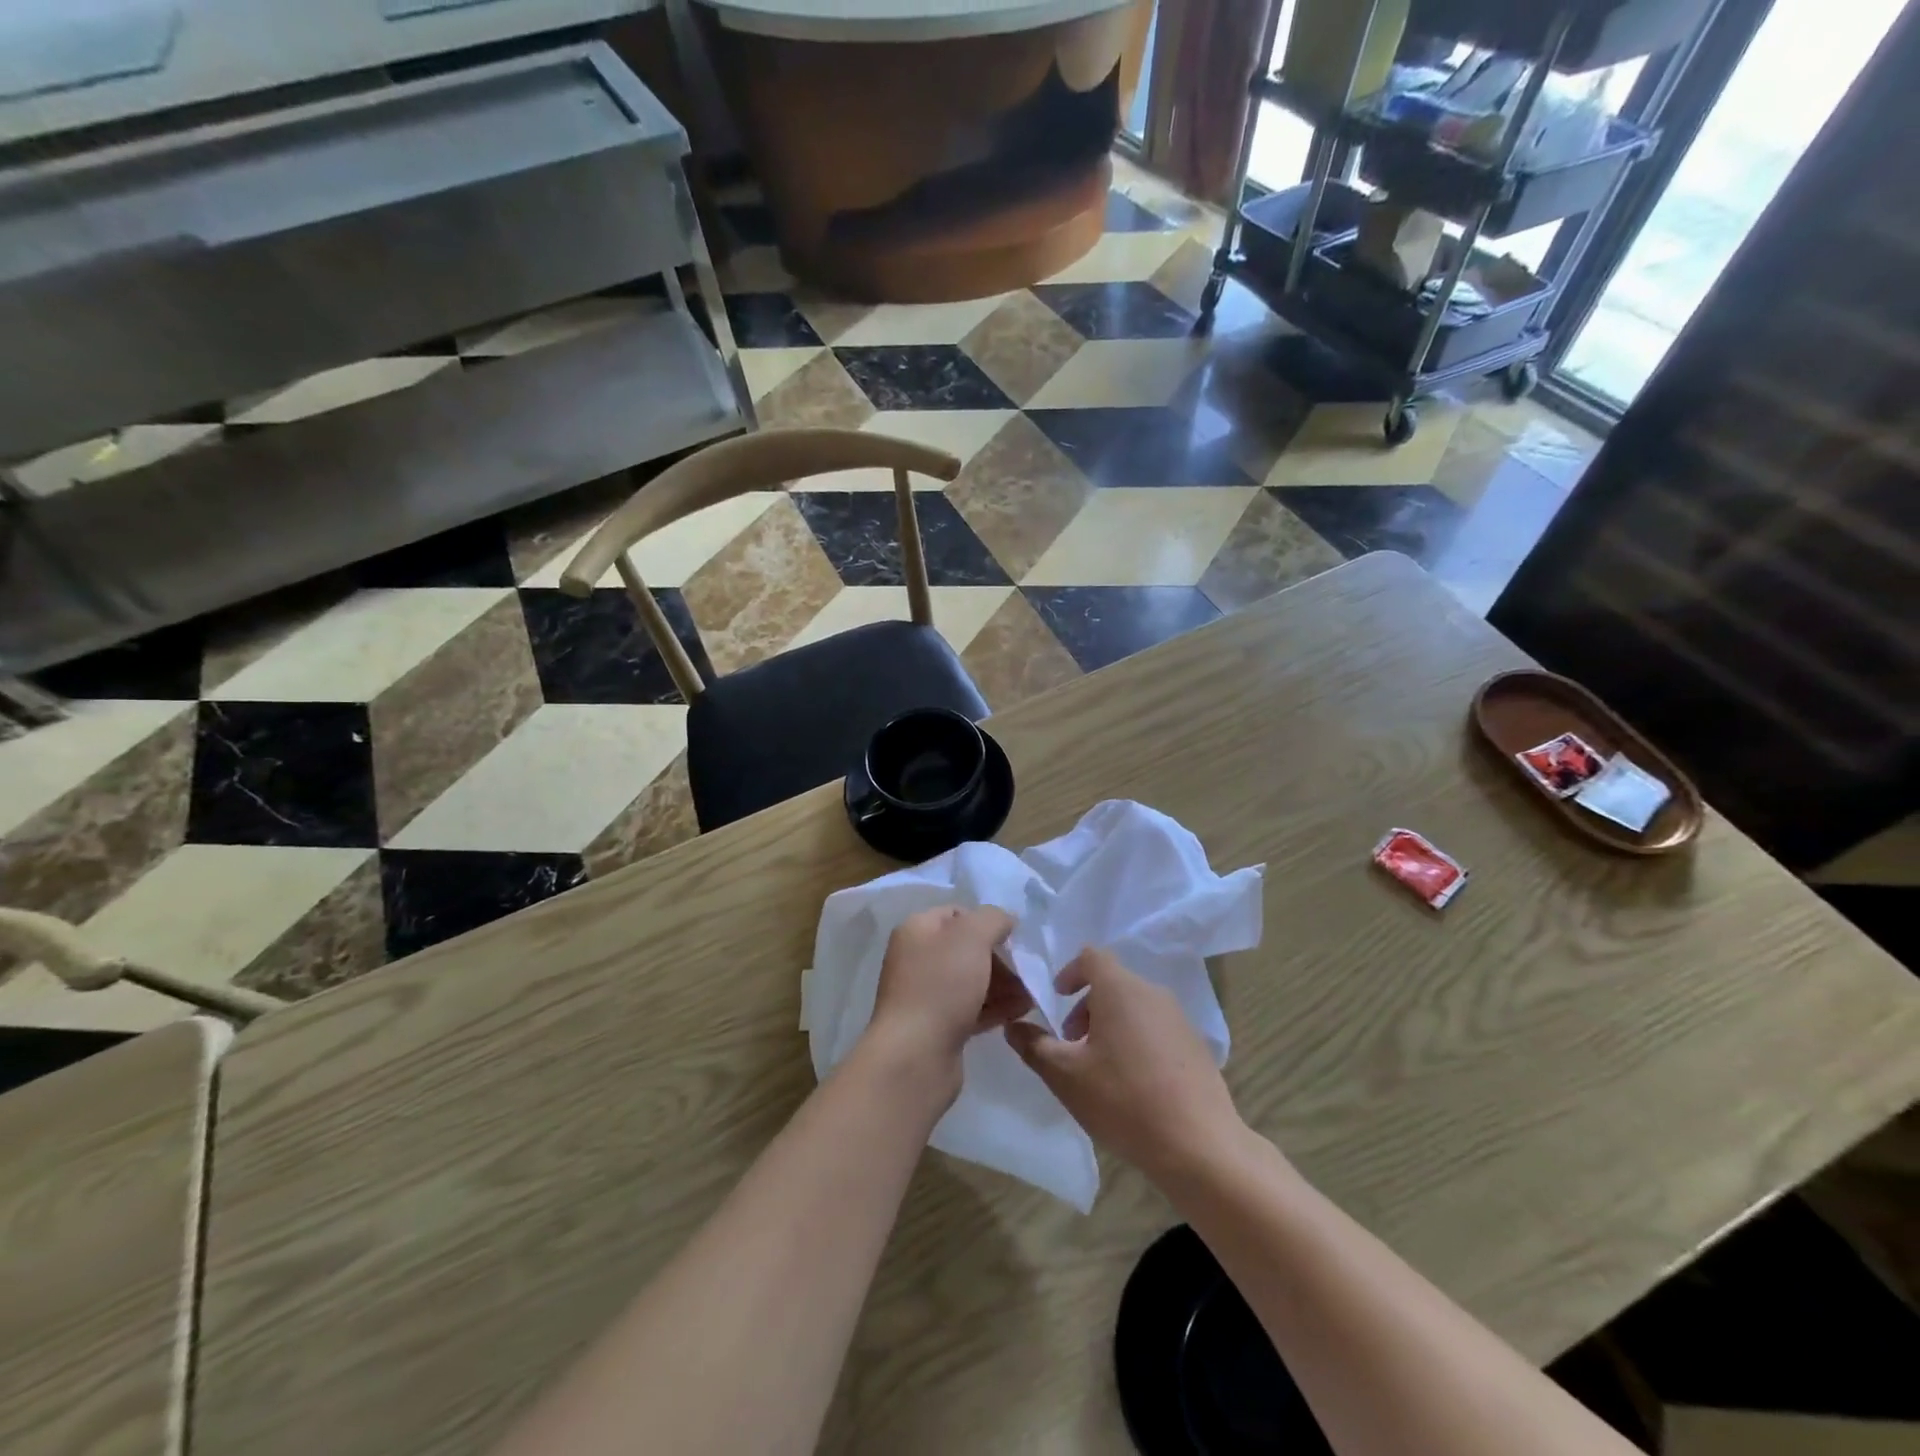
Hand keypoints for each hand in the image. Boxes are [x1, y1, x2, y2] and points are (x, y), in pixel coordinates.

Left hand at [866, 906, 1023, 1087]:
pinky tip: (1021, 1012)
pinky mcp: (938, 1026)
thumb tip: (1005, 920)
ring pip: (972, 980)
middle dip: (1000, 958)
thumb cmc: (941, 986)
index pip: (957, 914)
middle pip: (967, 949)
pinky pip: (972, 1008)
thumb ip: (992, 918)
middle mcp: (917, 959)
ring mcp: (926, 994)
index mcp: (917, 931)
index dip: (987, 922)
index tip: (1014, 938)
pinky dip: (996, 1007)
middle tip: (1027, 971)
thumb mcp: (971, 937)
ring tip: (1031, 995)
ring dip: (1004, 984)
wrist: (915, 1056)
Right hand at [1005, 948, 1244, 1184]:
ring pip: (1135, 1007)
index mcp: (1120, 989)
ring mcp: (1179, 1019)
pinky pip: (1157, 1029)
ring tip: (1099, 1067)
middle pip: (1113, 982)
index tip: (1057, 999)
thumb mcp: (1065, 1075)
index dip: (1069, 972)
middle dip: (1086, 1006)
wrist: (1199, 1145)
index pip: (1091, 956)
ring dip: (1110, 1025)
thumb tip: (1013, 1026)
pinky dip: (1136, 1041)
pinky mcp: (1196, 1046)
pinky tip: (1132, 1085)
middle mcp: (1153, 993)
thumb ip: (1034, 1045)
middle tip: (1071, 1044)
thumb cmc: (1123, 1100)